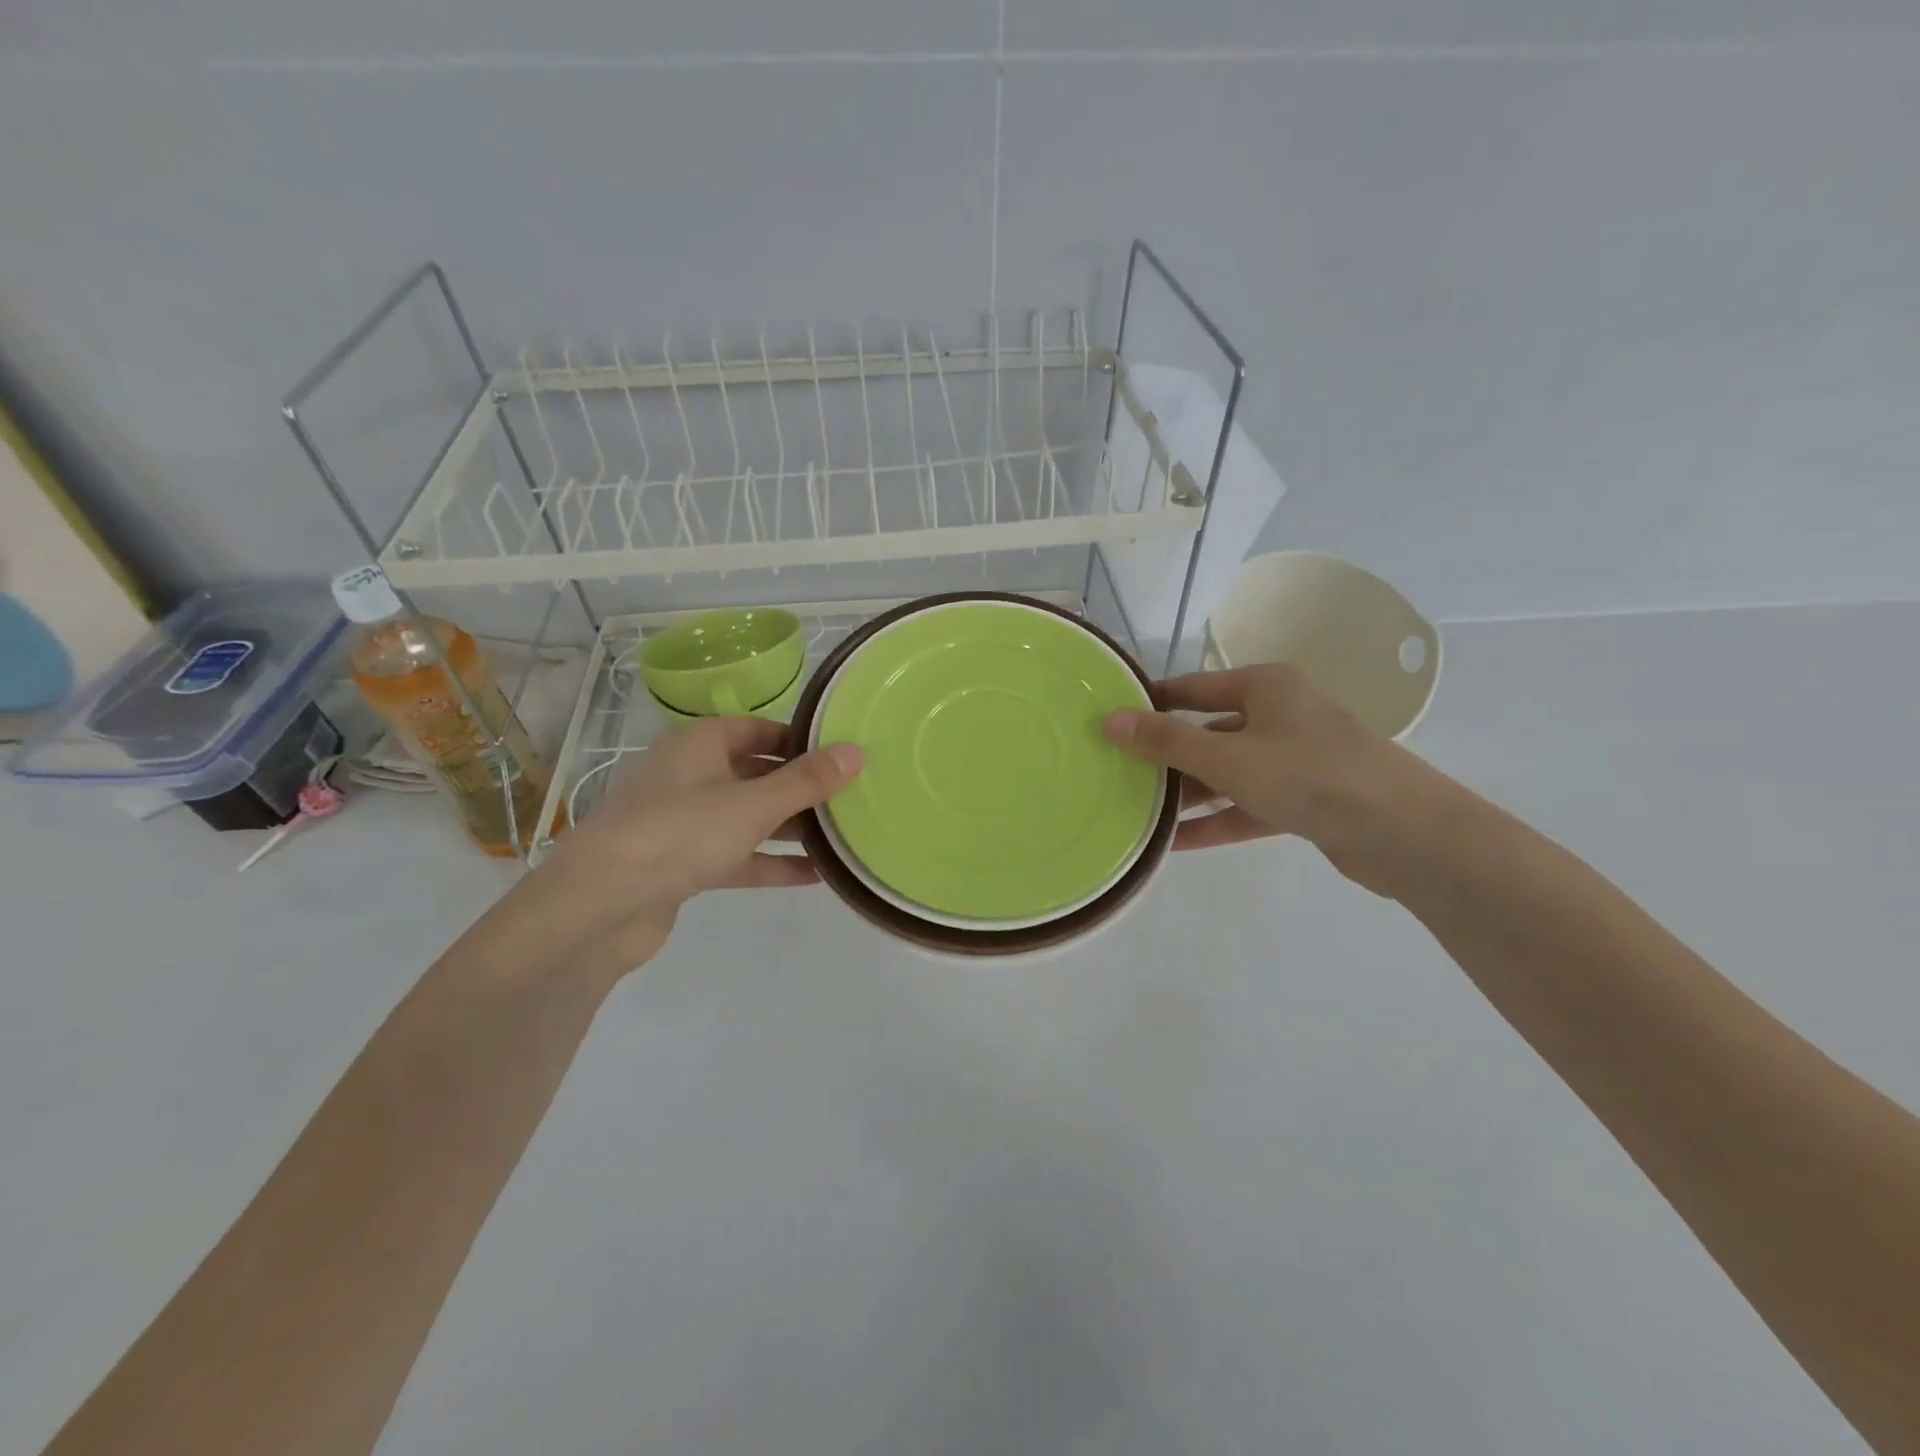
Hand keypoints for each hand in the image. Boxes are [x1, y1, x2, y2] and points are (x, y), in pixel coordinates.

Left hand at [501, 720, 861, 979]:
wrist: (599, 906)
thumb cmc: (680, 832)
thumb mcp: (753, 803)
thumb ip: (807, 781)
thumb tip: (857, 752)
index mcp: (700, 744)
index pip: (759, 729)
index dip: (801, 740)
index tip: (843, 755)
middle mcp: (690, 775)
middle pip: (756, 773)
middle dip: (801, 787)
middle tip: (852, 797)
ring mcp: (684, 822)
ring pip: (748, 817)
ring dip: (790, 827)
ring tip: (842, 836)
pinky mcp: (682, 865)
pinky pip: (737, 855)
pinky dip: (770, 862)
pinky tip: (815, 875)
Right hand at [1104, 665, 1417, 890]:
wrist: (1403, 833)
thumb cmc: (1308, 775)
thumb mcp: (1227, 757)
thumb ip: (1166, 742)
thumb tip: (1109, 720)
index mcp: (1266, 688)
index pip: (1193, 688)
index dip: (1152, 702)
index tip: (1112, 719)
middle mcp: (1281, 716)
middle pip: (1209, 732)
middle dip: (1167, 756)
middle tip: (1119, 773)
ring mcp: (1296, 760)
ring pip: (1228, 773)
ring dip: (1189, 794)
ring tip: (1139, 812)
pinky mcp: (1306, 801)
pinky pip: (1248, 806)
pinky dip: (1217, 821)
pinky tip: (1175, 843)